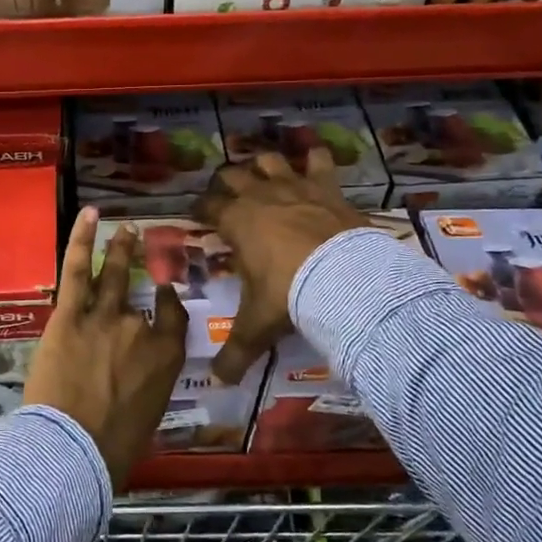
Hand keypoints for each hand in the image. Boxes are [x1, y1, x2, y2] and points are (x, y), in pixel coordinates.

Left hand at [25, 208, 188, 490]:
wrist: (74, 448)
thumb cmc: (113, 448)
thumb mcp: (146, 416)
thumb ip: (145, 387)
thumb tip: (132, 383)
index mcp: (166, 357)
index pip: (174, 318)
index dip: (169, 300)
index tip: (164, 290)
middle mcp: (140, 329)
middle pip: (142, 291)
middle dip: (139, 263)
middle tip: (137, 239)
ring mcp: (104, 317)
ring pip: (111, 275)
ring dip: (117, 248)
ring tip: (121, 229)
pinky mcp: (69, 315)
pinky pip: (77, 270)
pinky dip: (82, 239)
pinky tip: (89, 216)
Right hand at [195, 149, 368, 383]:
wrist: (343, 278)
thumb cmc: (288, 294)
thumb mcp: (257, 326)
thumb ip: (236, 352)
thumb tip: (218, 382)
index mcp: (235, 221)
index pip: (207, 206)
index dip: (200, 209)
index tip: (198, 215)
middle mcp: (259, 196)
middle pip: (233, 175)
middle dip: (226, 182)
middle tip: (227, 195)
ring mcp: (294, 187)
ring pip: (270, 160)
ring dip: (264, 165)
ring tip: (264, 173)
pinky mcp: (326, 187)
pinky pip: (320, 161)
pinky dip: (317, 158)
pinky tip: (316, 158)